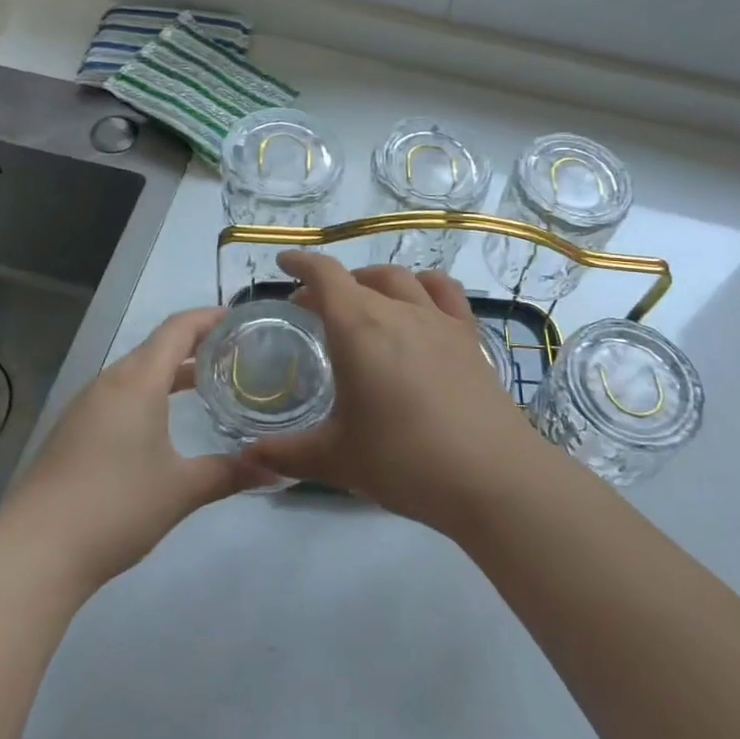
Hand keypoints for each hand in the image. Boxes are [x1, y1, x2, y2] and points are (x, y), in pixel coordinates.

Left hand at [0, 308, 269, 590]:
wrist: (33, 553)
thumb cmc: (116, 507)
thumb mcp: (182, 490)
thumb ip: (229, 473)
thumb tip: (275, 471)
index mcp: (137, 381)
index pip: (178, 328)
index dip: (210, 318)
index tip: (241, 320)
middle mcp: (109, 383)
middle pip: (157, 346)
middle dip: (196, 345)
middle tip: (235, 354)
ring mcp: (85, 407)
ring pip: (136, 373)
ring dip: (171, 371)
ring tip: (206, 385)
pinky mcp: (72, 432)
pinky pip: (119, 396)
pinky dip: (149, 394)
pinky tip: (163, 423)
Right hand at [243, 252, 546, 529]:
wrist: (490, 475)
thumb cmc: (403, 461)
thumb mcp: (336, 460)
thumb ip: (287, 453)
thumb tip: (249, 455)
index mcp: (358, 328)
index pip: (324, 275)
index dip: (301, 263)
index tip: (284, 264)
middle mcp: (398, 311)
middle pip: (359, 279)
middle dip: (330, 286)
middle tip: (313, 309)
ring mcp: (438, 320)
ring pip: (400, 279)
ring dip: (373, 281)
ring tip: (363, 301)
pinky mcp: (468, 336)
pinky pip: (444, 292)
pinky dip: (423, 286)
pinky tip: (419, 303)